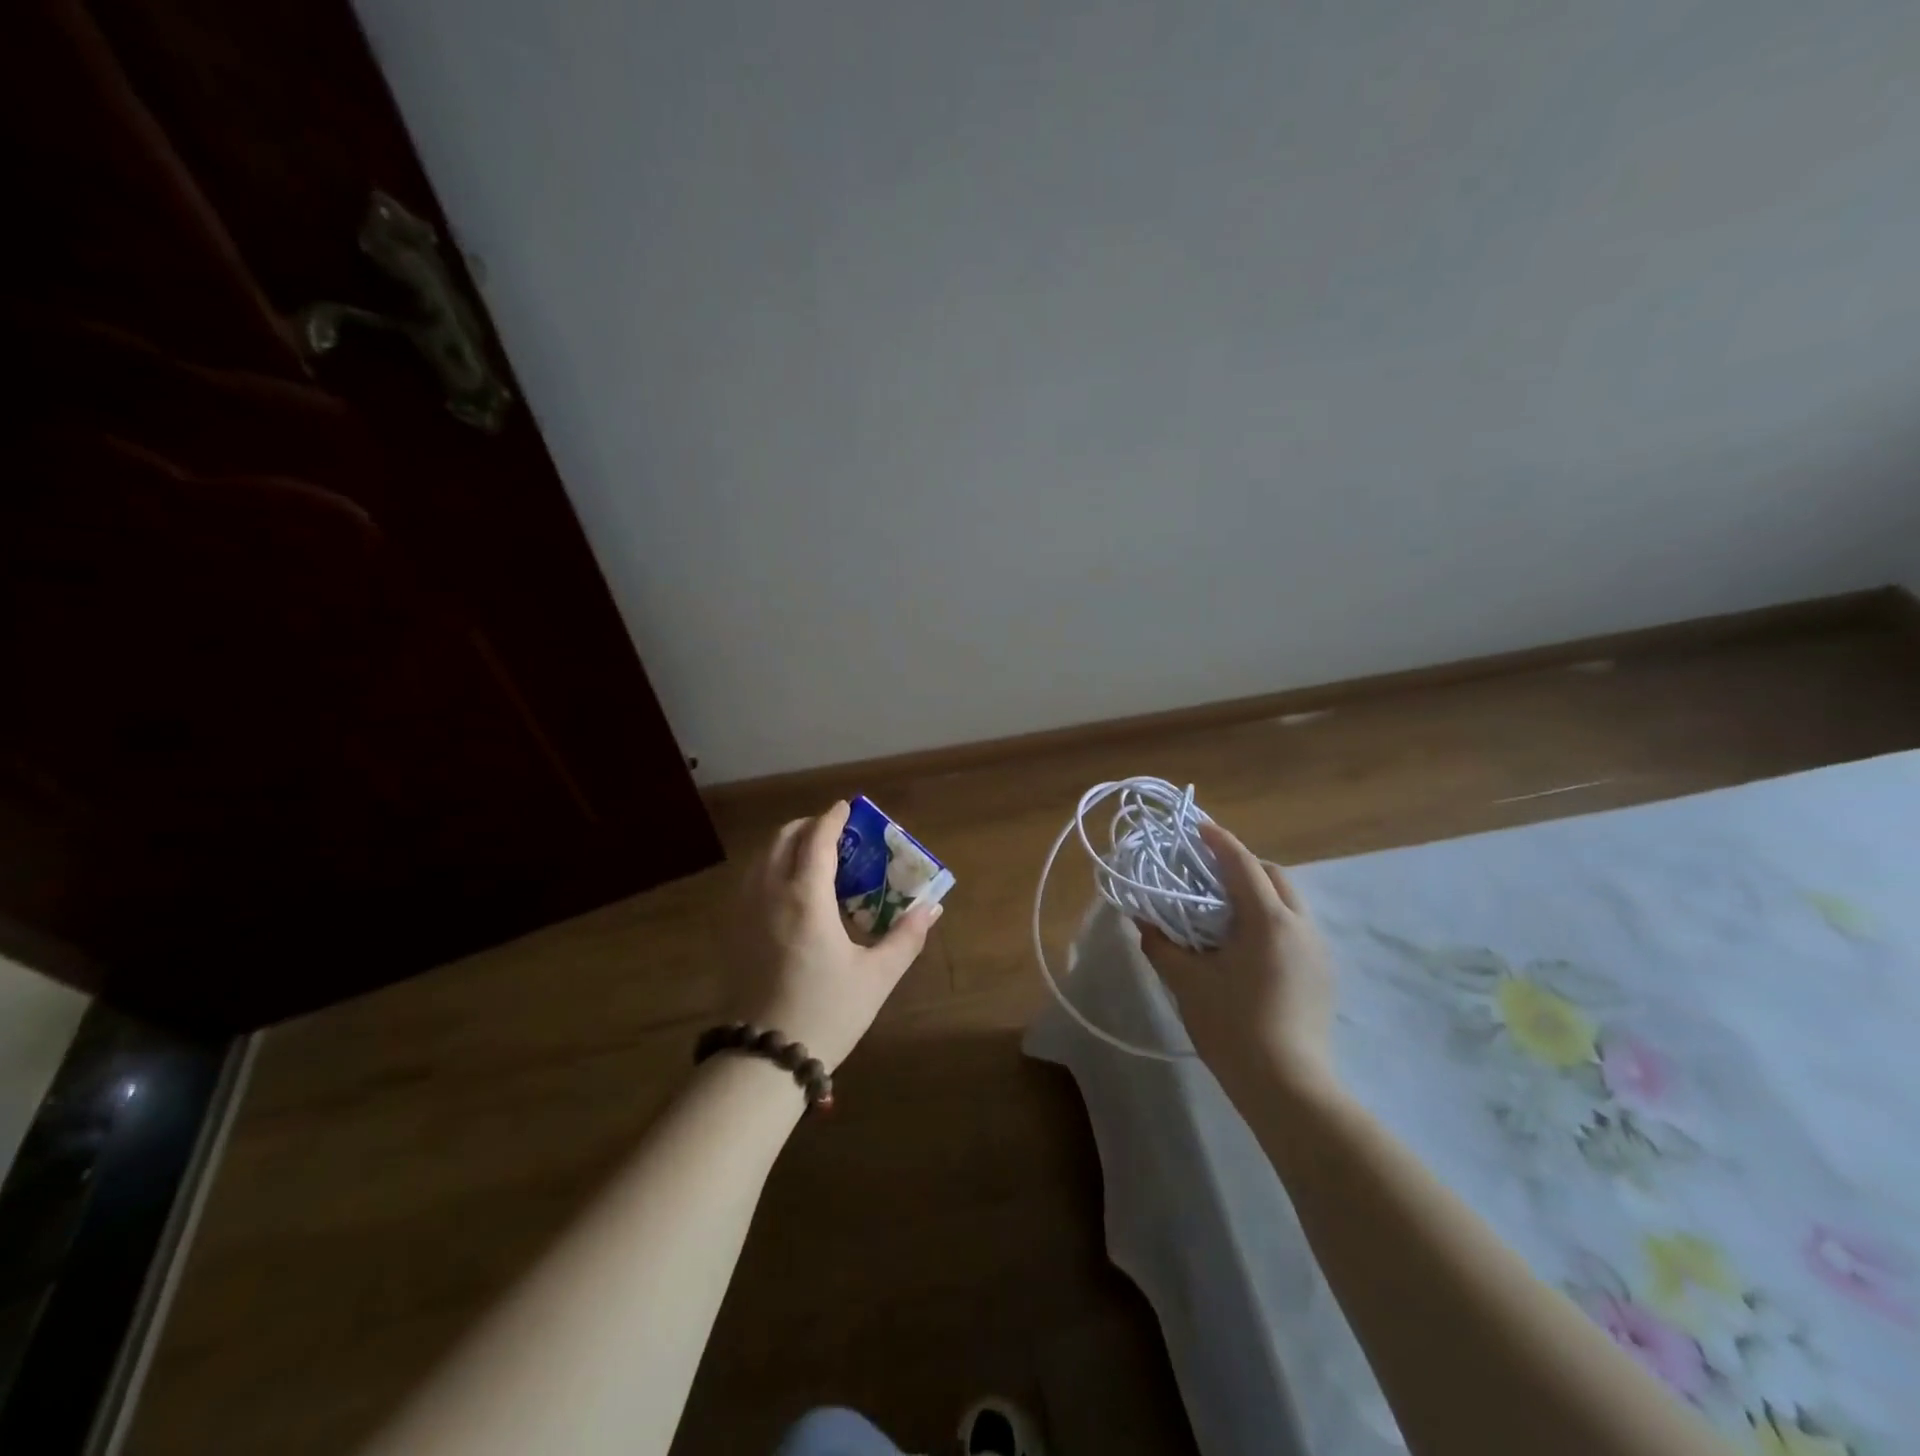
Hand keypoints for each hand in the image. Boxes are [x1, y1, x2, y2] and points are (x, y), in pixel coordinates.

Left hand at [723, 801, 941, 1071]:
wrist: (764, 1059)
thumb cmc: (827, 1012)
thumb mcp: (877, 976)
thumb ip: (906, 936)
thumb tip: (931, 908)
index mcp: (805, 896)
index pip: (818, 839)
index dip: (834, 818)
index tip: (848, 807)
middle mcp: (769, 892)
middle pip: (784, 838)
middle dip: (809, 827)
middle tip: (835, 835)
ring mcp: (743, 911)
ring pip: (762, 858)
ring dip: (788, 846)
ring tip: (814, 861)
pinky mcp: (731, 931)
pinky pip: (750, 881)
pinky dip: (771, 869)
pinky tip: (789, 894)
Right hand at [1138, 821, 1337, 1102]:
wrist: (1288, 1088)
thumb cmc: (1232, 1027)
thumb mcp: (1186, 983)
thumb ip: (1161, 945)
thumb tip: (1142, 922)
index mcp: (1268, 920)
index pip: (1243, 864)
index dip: (1219, 842)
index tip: (1198, 827)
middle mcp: (1301, 926)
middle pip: (1274, 876)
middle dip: (1243, 864)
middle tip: (1208, 871)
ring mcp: (1318, 951)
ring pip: (1289, 902)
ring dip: (1259, 892)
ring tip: (1224, 908)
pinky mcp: (1322, 975)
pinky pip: (1295, 928)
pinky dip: (1271, 918)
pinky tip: (1247, 944)